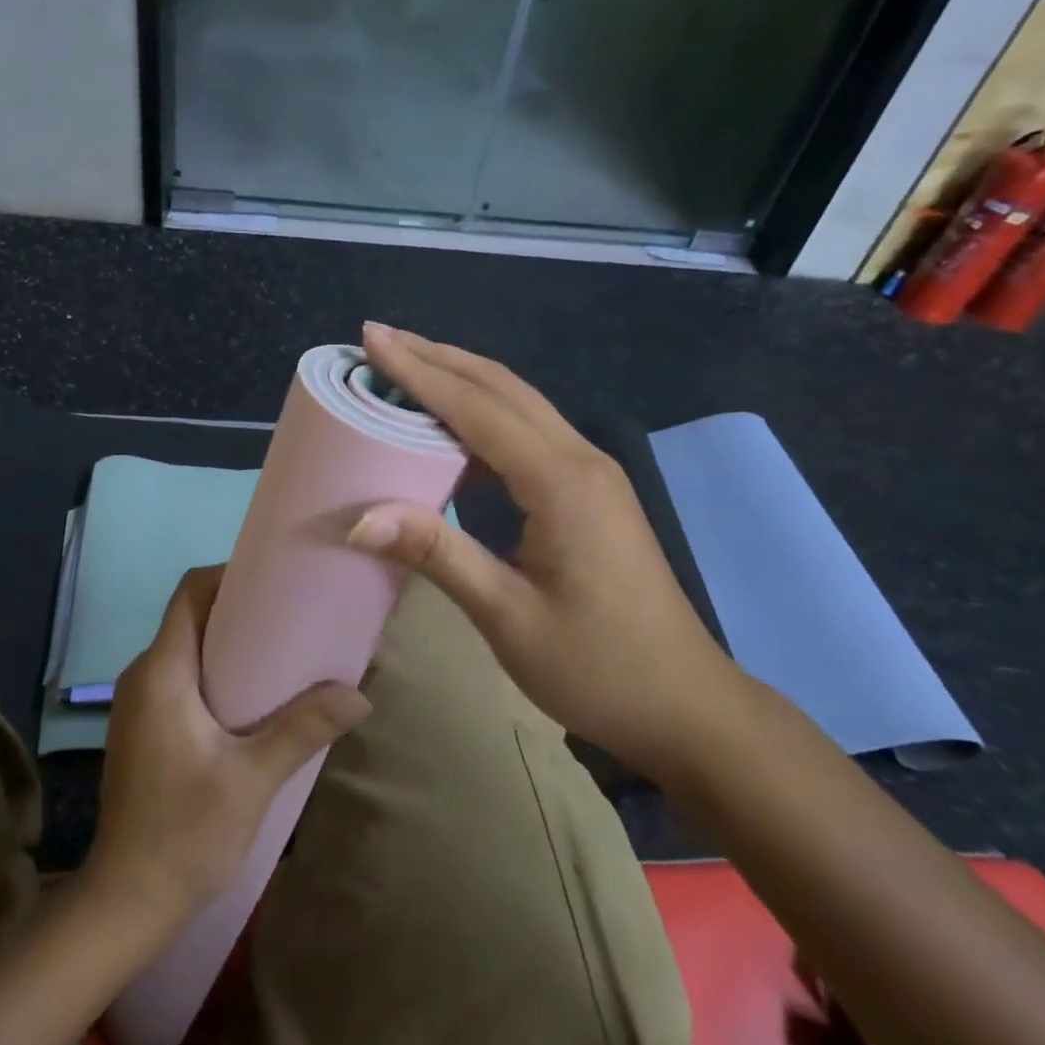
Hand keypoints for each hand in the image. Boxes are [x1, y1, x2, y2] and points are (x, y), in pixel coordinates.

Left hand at [85, 566, 370, 921]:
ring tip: (282, 651)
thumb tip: (359, 694)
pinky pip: (180, 675)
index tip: (275, 581)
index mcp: (162, 671)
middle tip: (292, 615)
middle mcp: (143, 674)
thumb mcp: (252, 779)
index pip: (190, 592)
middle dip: (238, 608)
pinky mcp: (144, 726)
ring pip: (186, 646)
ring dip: (228, 642)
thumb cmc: (185, 831)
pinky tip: (253, 697)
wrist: (126, 901)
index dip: (229, 574)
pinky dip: (215, 670)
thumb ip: (304, 729)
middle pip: (190, 615)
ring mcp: (138, 702)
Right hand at [345, 324, 737, 779]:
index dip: (418, 370)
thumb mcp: (508, 616)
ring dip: (461, 381)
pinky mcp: (590, 493)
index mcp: (560, 481)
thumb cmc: (597, 666)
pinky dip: (482, 418)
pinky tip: (451, 435)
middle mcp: (579, 459)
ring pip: (518, 404)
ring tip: (405, 371)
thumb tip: (359, 518)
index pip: (475, 406)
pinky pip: (528, 434)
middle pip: (501, 387)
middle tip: (379, 340)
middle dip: (437, 357)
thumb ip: (437, 555)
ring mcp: (591, 473)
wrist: (685, 706)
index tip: (370, 338)